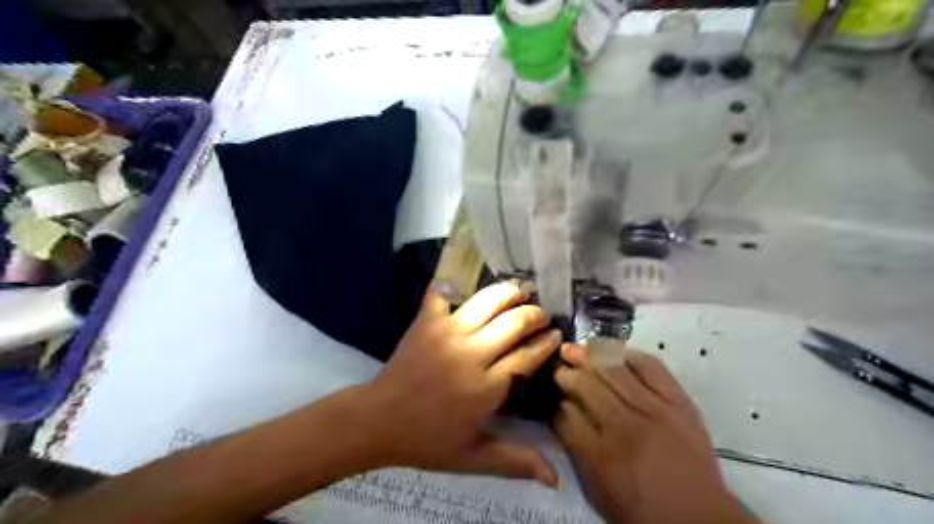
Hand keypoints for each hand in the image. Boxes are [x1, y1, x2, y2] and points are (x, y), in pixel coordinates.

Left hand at [359, 283, 559, 487]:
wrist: (378, 421)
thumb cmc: (427, 440)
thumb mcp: (473, 457)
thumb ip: (515, 461)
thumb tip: (556, 478)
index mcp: (486, 388)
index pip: (527, 356)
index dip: (546, 343)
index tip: (556, 335)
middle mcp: (472, 354)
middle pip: (514, 323)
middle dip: (535, 314)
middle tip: (542, 313)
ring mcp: (447, 333)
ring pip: (487, 302)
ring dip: (508, 292)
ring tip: (519, 291)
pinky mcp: (426, 322)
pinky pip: (441, 292)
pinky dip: (452, 280)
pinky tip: (465, 275)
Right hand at [548, 343, 752, 523]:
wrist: (700, 518)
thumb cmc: (641, 510)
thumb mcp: (596, 490)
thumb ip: (575, 449)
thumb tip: (561, 411)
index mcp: (602, 456)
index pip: (567, 414)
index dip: (556, 398)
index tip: (551, 391)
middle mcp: (626, 427)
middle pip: (587, 386)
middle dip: (567, 373)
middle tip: (558, 367)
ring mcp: (655, 410)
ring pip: (614, 370)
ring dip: (589, 356)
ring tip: (576, 349)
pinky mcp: (679, 402)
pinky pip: (652, 367)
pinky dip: (630, 355)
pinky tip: (615, 352)